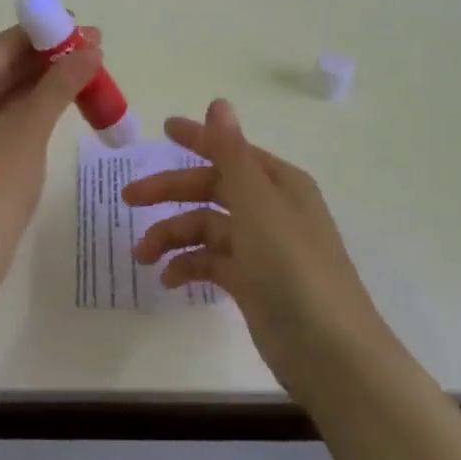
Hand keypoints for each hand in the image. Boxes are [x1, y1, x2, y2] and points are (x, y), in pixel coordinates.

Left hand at [0, 25, 103, 287]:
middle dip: (48, 59)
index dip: (46, 34)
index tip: (84, 29)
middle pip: (2, 65)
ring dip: (43, 82)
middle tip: (94, 52)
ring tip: (86, 74)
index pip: (3, 45)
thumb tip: (91, 49)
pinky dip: (30, 106)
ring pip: (3, 90)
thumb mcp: (30, 129)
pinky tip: (61, 102)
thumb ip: (60, 83)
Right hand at [123, 99, 398, 404]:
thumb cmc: (293, 269)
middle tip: (129, 199)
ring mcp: (262, 248)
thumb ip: (232, 154)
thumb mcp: (258, 205)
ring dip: (173, 237)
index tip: (163, 129)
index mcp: (278, 184)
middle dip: (170, 192)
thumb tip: (219, 104)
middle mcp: (270, 210)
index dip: (197, 138)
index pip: (230, 151)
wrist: (331, 355)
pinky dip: (189, 267)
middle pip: (212, 189)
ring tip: (143, 257)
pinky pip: (212, 263)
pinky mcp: (253, 283)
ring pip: (207, 228)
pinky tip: (168, 280)